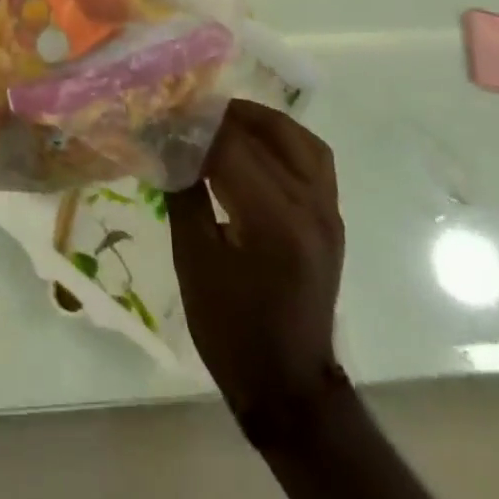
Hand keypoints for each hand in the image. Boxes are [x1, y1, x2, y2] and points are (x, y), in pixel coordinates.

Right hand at [167, 100, 344, 444]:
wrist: (287, 385)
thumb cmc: (230, 328)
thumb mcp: (193, 260)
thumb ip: (184, 192)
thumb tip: (168, 144)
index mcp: (273, 220)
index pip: (231, 147)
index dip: (195, 126)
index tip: (165, 116)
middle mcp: (310, 206)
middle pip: (265, 135)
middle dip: (223, 118)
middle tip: (187, 113)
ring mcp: (328, 211)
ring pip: (298, 140)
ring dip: (260, 121)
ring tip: (223, 119)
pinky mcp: (332, 219)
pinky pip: (314, 159)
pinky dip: (285, 141)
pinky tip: (256, 145)